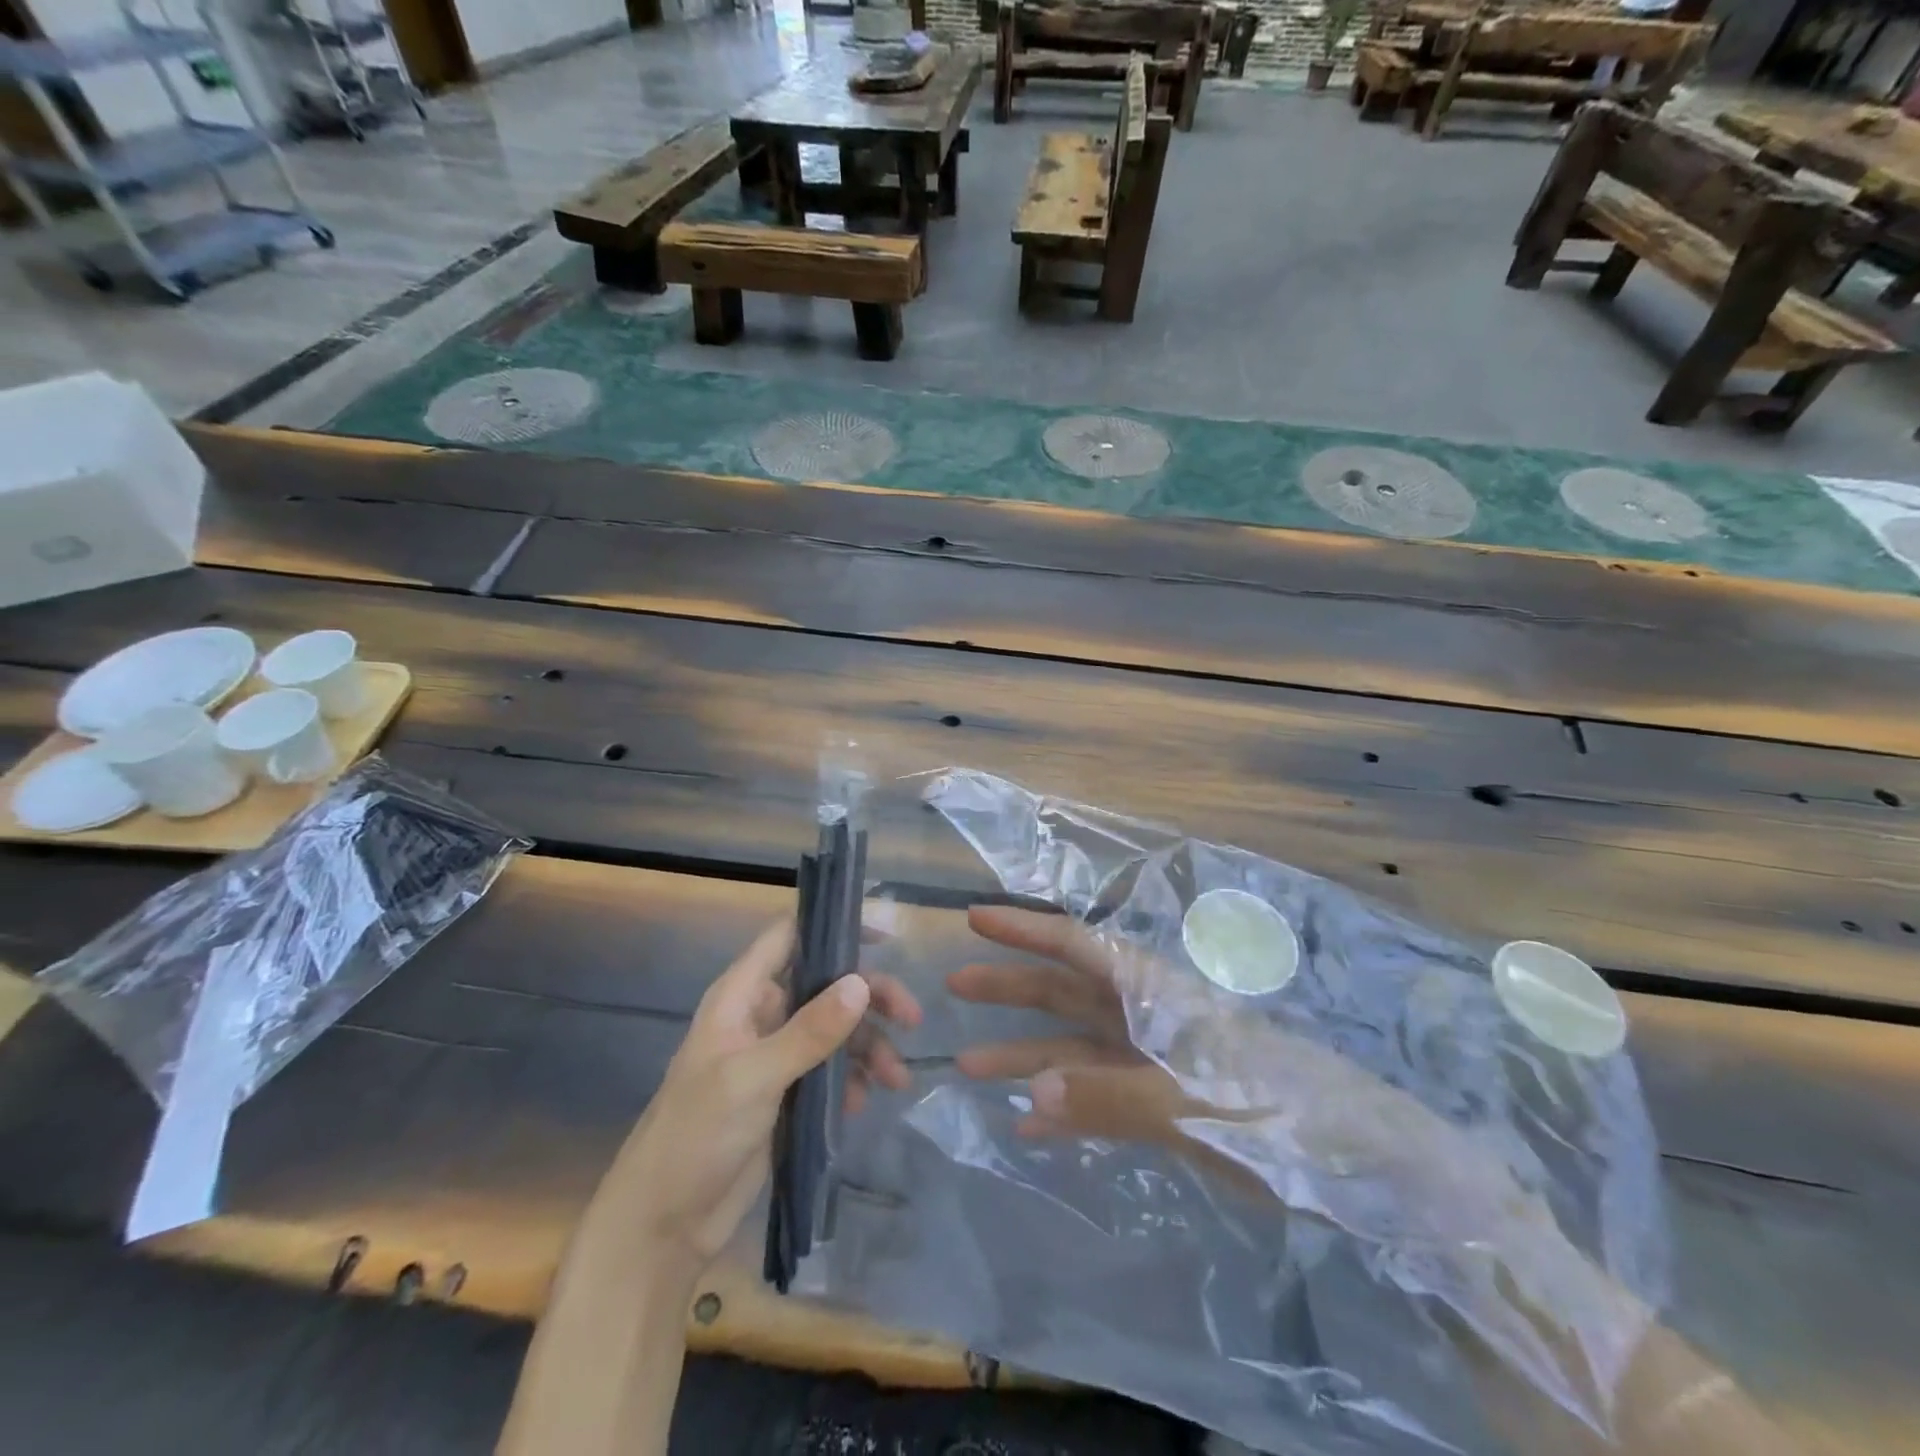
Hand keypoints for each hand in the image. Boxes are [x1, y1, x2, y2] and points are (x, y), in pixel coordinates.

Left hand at [607, 917, 921, 1278]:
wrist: (664, 1224)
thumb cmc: (697, 1135)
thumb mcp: (754, 1077)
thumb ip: (810, 1030)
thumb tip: (862, 983)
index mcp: (742, 995)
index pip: (790, 937)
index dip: (833, 928)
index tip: (884, 940)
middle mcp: (761, 1015)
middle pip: (826, 985)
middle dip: (870, 999)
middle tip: (912, 1019)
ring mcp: (775, 1055)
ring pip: (835, 1029)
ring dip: (869, 1046)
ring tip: (897, 1079)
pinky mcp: (786, 1093)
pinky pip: (830, 1069)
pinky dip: (853, 1078)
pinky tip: (863, 1101)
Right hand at [949, 904, 1542, 1227]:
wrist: (1360, 1164)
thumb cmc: (1280, 1115)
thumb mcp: (1195, 1105)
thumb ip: (1113, 1097)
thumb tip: (1030, 1090)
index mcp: (1153, 994)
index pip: (1077, 947)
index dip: (1024, 930)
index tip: (974, 917)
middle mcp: (1145, 1015)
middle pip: (1065, 990)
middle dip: (1010, 986)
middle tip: (952, 986)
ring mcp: (1150, 1059)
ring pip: (1073, 1045)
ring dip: (1023, 1053)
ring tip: (966, 1066)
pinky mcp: (1162, 1101)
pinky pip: (1095, 1094)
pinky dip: (1060, 1106)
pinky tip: (1026, 1124)